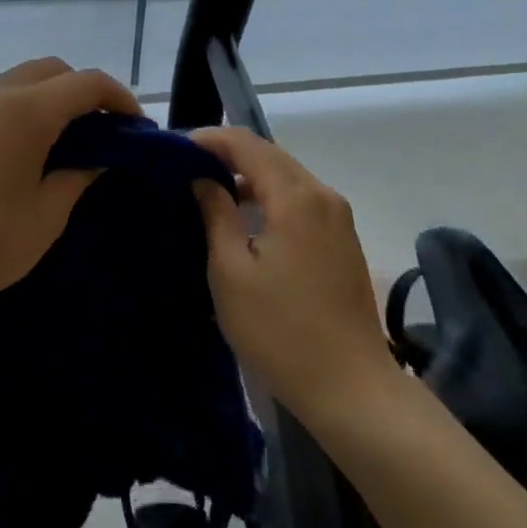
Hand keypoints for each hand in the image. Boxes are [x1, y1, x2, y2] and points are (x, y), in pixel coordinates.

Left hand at [0, 58, 142, 326]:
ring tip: (60, 140)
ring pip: (18, 80)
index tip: (134, 127)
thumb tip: (97, 159)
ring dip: (47, 97)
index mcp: (26, 110)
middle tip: (99, 131)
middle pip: (52, 69)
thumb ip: (78, 176)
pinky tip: (17, 150)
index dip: (119, 99)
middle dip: (82, 91)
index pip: (87, 82)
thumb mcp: (46, 215)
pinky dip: (16, 108)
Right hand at [192, 129, 392, 422]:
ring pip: (286, 176)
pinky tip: (246, 219)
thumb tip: (203, 179)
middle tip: (187, 168)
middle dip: (227, 154)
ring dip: (248, 176)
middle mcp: (322, 195)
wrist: (351, 388)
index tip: (175, 150)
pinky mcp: (343, 240)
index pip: (247, 144)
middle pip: (270, 155)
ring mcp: (338, 218)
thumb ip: (216, 214)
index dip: (209, 140)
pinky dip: (269, 196)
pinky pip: (300, 199)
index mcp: (295, 196)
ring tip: (210, 192)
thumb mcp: (231, 271)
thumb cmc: (280, 331)